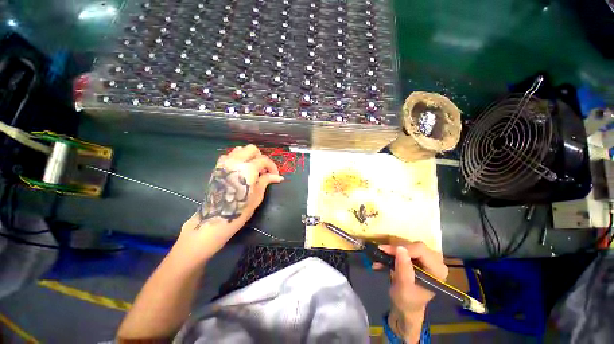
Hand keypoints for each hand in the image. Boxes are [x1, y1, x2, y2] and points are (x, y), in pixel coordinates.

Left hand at [177, 145, 282, 260]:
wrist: (214, 219)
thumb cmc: (239, 209)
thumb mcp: (257, 195)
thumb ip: (266, 181)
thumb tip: (278, 177)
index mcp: (247, 169)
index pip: (264, 160)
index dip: (272, 166)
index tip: (275, 175)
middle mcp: (235, 161)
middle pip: (251, 149)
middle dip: (261, 158)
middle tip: (264, 170)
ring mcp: (224, 163)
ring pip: (240, 150)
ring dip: (249, 156)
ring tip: (253, 169)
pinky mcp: (217, 168)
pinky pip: (230, 156)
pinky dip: (238, 158)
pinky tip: (241, 170)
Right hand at [377, 241, 447, 314]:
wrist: (406, 306)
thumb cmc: (407, 300)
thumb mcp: (403, 288)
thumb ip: (404, 269)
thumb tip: (400, 248)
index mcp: (438, 271)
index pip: (421, 250)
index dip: (403, 248)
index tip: (386, 250)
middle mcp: (436, 262)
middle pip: (416, 245)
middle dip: (397, 247)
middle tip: (382, 251)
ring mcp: (428, 258)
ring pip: (410, 244)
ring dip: (394, 248)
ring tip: (381, 254)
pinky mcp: (420, 256)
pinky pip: (406, 247)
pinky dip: (394, 250)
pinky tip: (385, 256)